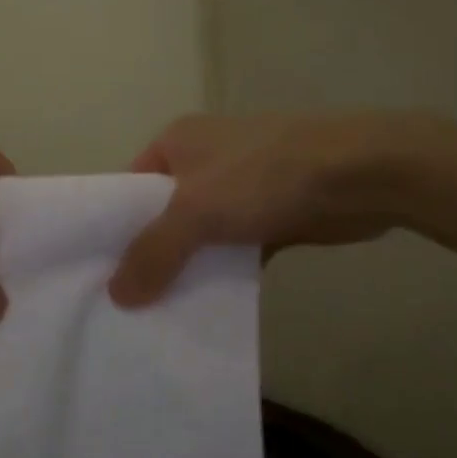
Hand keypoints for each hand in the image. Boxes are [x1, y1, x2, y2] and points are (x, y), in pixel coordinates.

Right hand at [108, 112, 436, 306]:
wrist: (360, 173)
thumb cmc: (263, 177)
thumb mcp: (195, 211)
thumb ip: (153, 252)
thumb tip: (115, 295)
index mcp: (175, 142)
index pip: (128, 187)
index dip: (111, 227)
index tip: (97, 272)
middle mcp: (202, 160)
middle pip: (162, 214)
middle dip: (148, 255)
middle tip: (125, 302)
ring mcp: (239, 187)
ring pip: (199, 236)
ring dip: (187, 270)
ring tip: (157, 315)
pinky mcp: (271, 215)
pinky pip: (233, 250)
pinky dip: (223, 276)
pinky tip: (207, 310)